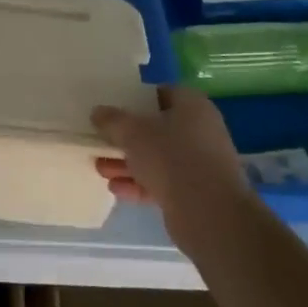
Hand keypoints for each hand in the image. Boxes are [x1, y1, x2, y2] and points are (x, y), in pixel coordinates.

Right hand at [92, 85, 250, 238]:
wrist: (209, 214)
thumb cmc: (171, 158)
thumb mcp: (132, 132)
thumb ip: (112, 120)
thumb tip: (98, 112)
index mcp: (192, 106)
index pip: (162, 93)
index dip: (136, 98)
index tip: (113, 107)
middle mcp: (201, 131)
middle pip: (157, 128)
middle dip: (127, 137)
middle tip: (101, 141)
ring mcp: (200, 164)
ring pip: (158, 158)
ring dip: (129, 163)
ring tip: (100, 168)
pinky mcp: (196, 193)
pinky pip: (163, 182)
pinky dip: (140, 184)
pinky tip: (116, 189)